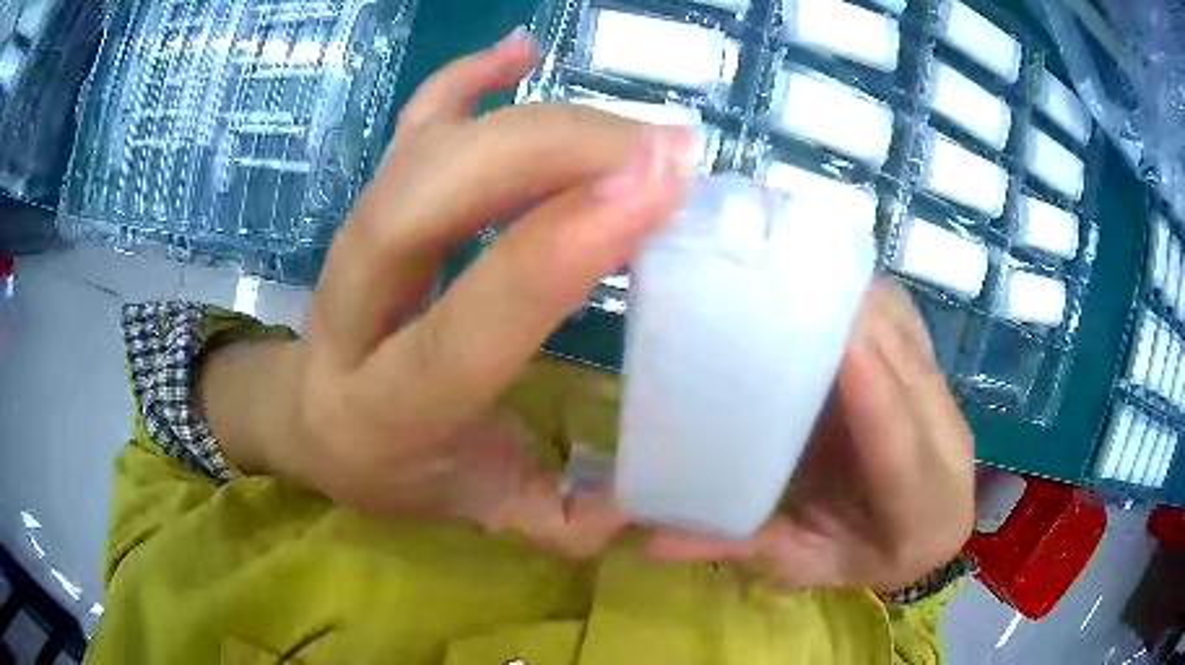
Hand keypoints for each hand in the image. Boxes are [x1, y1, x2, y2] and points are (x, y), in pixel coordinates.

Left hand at [199, 29, 694, 555]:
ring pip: (429, 147)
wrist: (311, 421)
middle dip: (554, 154)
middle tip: (666, 154)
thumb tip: (661, 498)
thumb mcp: (482, 512)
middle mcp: (350, 309)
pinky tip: (521, 50)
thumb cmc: (395, 469)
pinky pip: (410, 119)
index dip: (557, 251)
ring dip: (539, 121)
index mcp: (383, 406)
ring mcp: (353, 239)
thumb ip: (567, 520)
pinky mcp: (370, 199)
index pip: (466, 320)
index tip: (656, 194)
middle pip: (429, 197)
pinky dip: (466, 74)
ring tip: (637, 132)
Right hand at [644, 279, 975, 592]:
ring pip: (911, 338)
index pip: (898, 442)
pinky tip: (831, 279)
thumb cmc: (861, 554)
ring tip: (803, 266)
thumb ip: (745, 545)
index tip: (826, 331)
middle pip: (912, 373)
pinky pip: (908, 323)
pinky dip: (871, 295)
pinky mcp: (935, 377)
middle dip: (860, 319)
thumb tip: (651, 541)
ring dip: (863, 298)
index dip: (869, 387)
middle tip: (792, 275)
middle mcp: (948, 446)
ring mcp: (947, 404)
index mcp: (923, 509)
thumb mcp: (806, 563)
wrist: (918, 540)